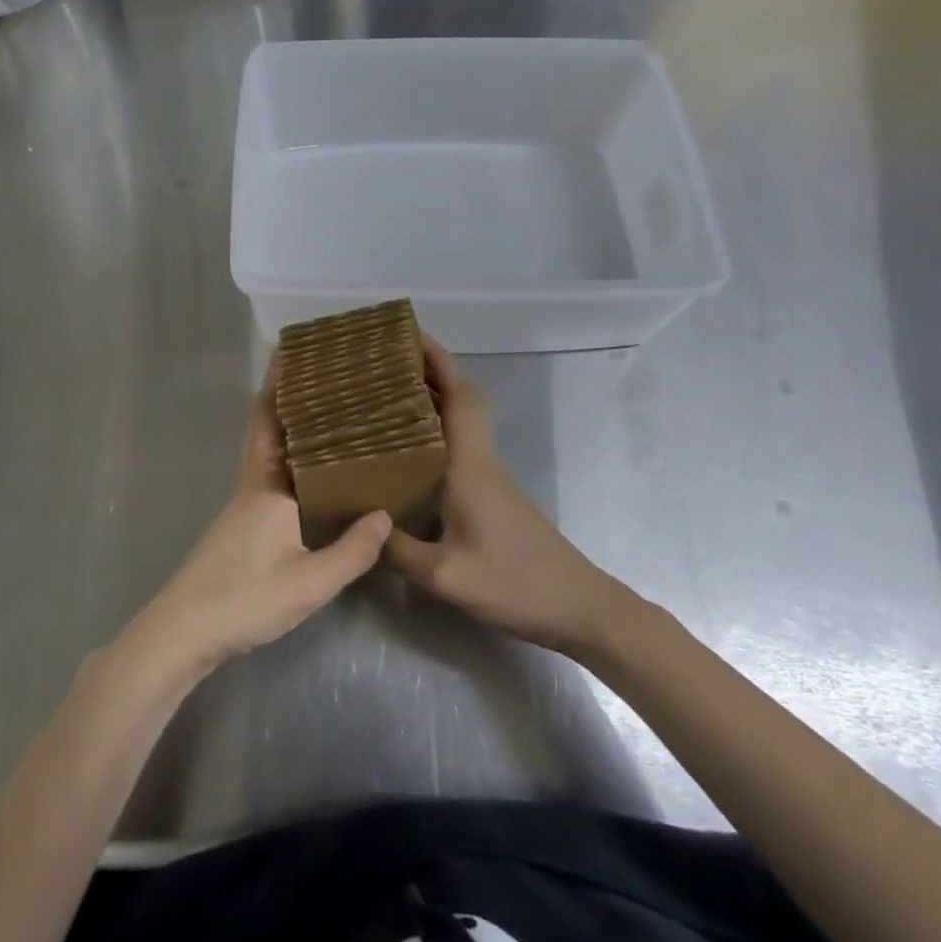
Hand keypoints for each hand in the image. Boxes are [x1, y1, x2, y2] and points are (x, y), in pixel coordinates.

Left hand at [123, 359, 391, 681]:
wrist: (184, 632)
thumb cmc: (244, 599)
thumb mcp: (308, 582)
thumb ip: (351, 552)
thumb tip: (386, 515)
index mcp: (267, 484)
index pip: (273, 419)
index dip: (283, 384)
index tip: (301, 351)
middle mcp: (253, 483)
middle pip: (268, 425)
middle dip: (288, 395)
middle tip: (325, 373)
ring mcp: (246, 503)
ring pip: (270, 449)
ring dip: (290, 424)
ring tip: (330, 410)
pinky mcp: (245, 523)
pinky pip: (272, 472)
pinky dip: (291, 457)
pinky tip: (315, 470)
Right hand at [384, 336, 632, 657]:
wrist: (579, 607)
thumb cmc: (515, 583)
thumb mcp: (447, 576)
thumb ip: (398, 551)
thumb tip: (361, 526)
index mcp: (471, 464)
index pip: (459, 394)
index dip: (437, 359)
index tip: (408, 335)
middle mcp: (481, 460)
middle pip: (458, 399)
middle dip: (425, 373)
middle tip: (381, 366)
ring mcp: (489, 477)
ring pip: (458, 423)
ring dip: (428, 402)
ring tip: (383, 400)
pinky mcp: (492, 495)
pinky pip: (458, 447)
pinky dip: (434, 433)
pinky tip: (407, 454)